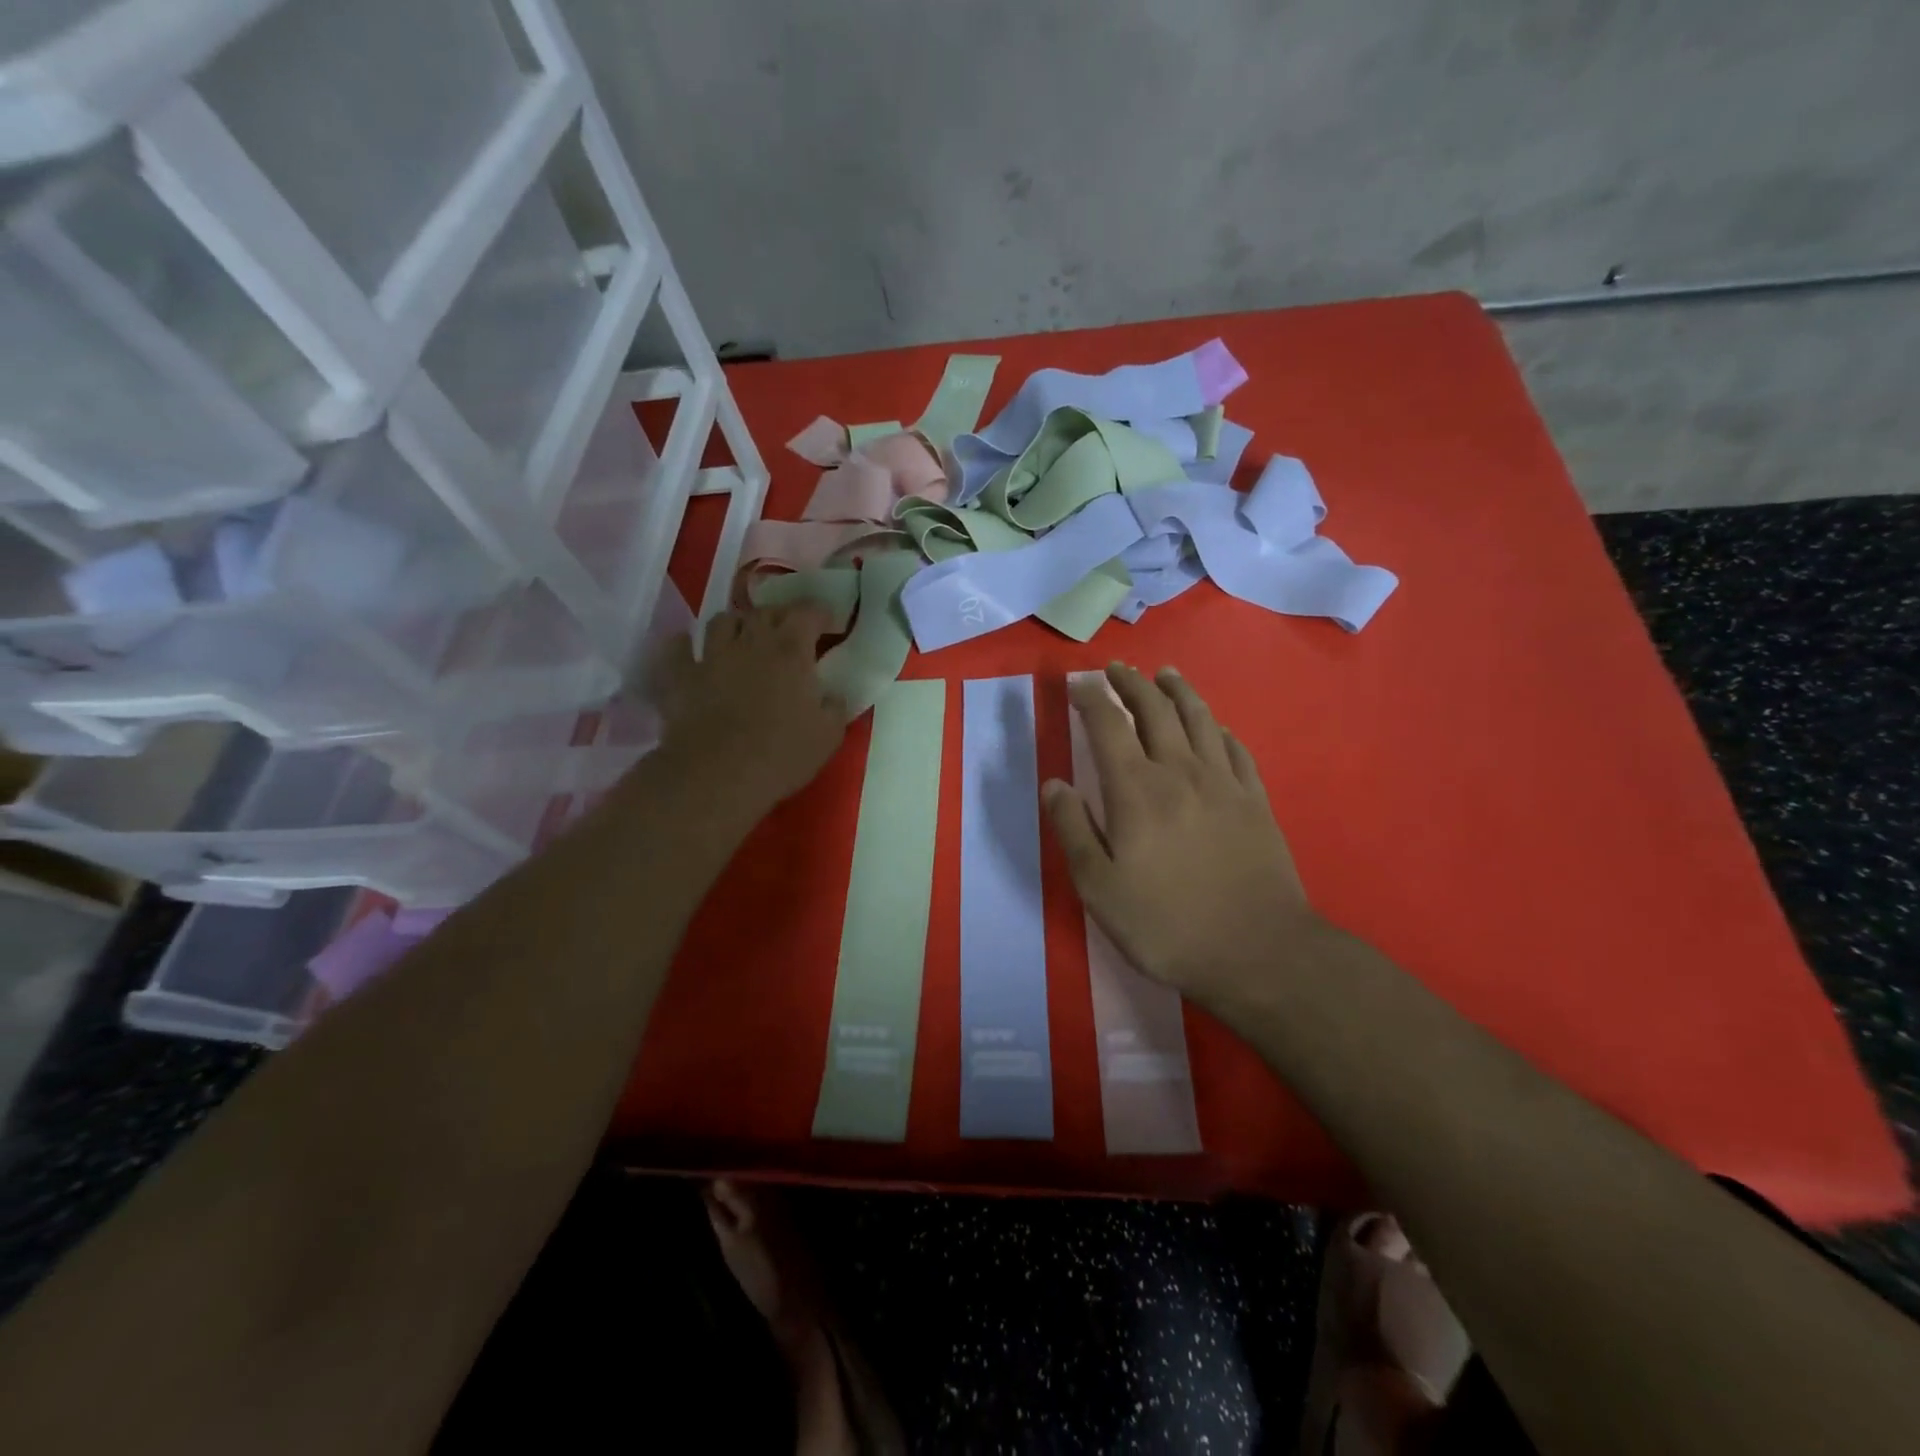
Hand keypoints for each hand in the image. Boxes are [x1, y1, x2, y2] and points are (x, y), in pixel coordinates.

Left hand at [654, 604, 845, 817]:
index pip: (807, 614)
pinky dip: (685, 645)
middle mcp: (751, 643)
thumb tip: (833, 695)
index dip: (820, 613)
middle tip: (789, 632)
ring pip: (722, 621)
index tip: (829, 624)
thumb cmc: (782, 755)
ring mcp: (712, 657)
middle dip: (780, 616)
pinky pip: (678, 649)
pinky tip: (690, 650)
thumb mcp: (828, 736)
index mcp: (791, 652)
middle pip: (765, 612)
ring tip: (744, 638)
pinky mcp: (680, 677)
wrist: (718, 775)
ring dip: (737, 625)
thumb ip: (835, 707)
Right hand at [1044, 663, 1321, 1017]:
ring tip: (1164, 674)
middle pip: (1154, 710)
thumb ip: (1072, 830)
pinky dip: (1218, 728)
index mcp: (1136, 790)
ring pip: (1198, 718)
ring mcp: (1224, 783)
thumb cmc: (1167, 924)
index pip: (1108, 725)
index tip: (1077, 683)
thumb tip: (1054, 784)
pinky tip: (1214, 726)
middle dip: (1131, 683)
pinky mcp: (1255, 800)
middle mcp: (1179, 771)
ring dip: (1177, 690)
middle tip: (1116, 668)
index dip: (1090, 698)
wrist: (1258, 951)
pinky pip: (1235, 748)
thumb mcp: (1099, 887)